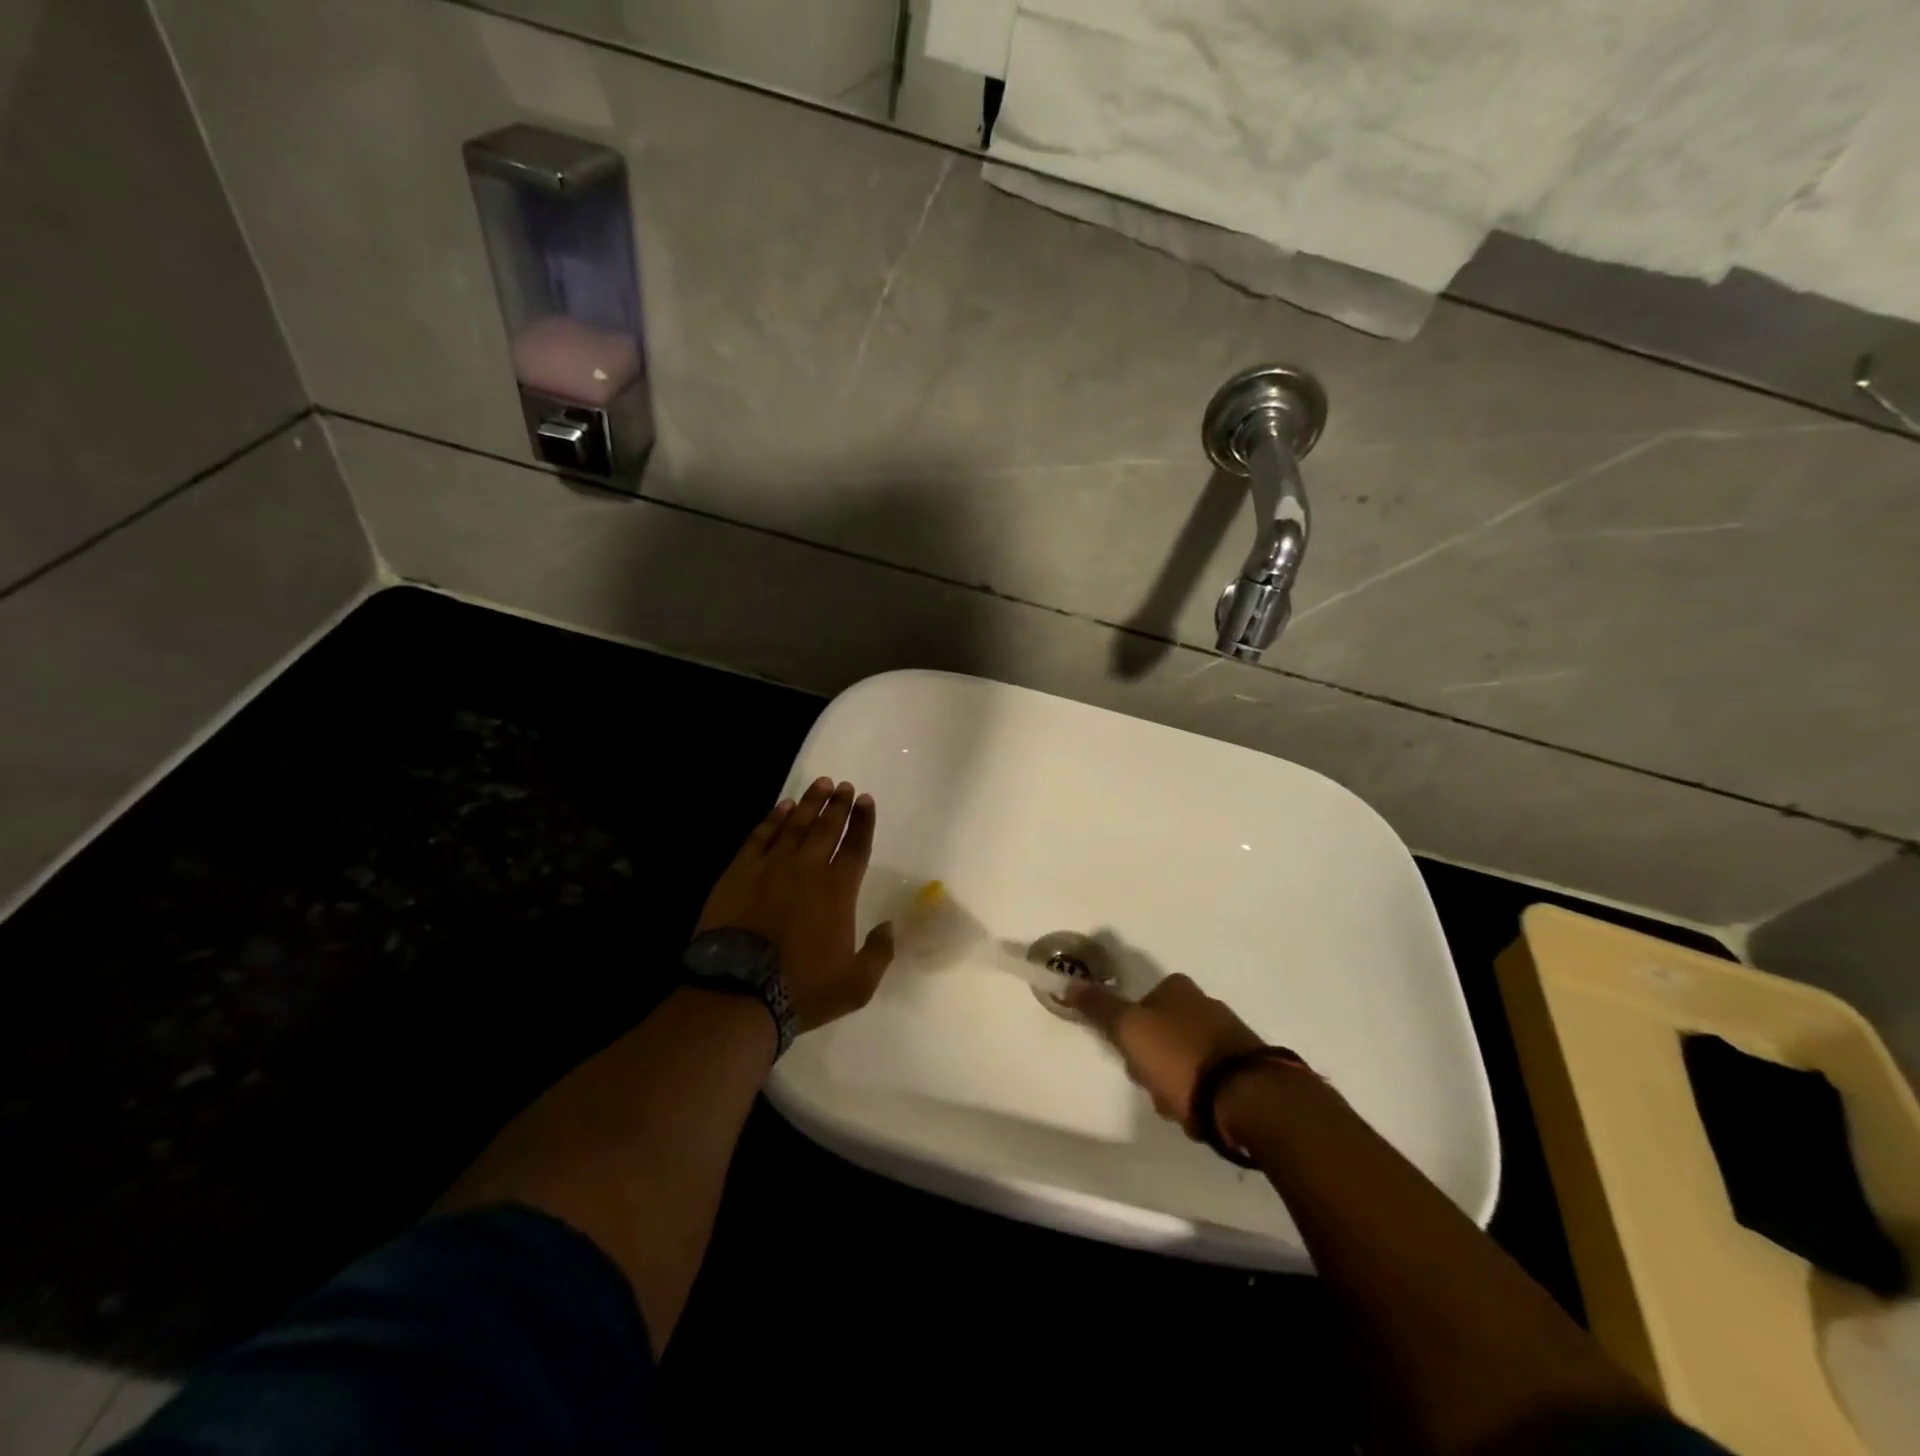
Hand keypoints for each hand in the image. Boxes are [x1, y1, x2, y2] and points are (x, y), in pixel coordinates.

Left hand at [695, 777, 894, 1032]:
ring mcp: (771, 867)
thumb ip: (879, 953)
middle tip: (843, 785)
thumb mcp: (856, 985)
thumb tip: (889, 927)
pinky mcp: (740, 872)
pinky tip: (782, 807)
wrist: (738, 991)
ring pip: (795, 825)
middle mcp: (808, 869)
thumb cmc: (802, 989)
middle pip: (827, 828)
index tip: (866, 800)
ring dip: (810, 803)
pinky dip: (773, 819)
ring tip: (820, 784)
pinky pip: (761, 837)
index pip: (856, 847)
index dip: (863, 822)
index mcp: (838, 891)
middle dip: (838, 804)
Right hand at [1064, 974, 1262, 1136]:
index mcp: (1178, 988)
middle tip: (1153, 1086)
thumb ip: (1099, 1007)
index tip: (1130, 1057)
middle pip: (1161, 1035)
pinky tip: (1201, 1115)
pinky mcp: (1248, 1068)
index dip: (1130, 1034)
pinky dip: (1201, 1097)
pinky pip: (1210, 1081)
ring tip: (1179, 1108)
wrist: (1248, 1098)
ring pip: (1184, 1060)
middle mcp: (1206, 1003)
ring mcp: (1230, 1036)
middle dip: (1153, 1063)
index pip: (1140, 1006)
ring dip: (1176, 1084)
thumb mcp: (1130, 1029)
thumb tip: (1068, 982)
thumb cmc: (1180, 1057)